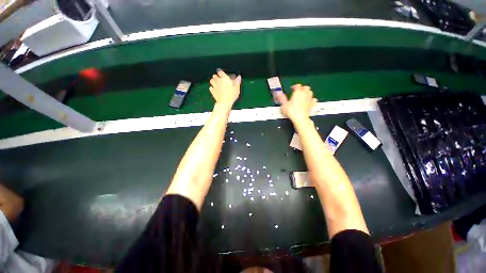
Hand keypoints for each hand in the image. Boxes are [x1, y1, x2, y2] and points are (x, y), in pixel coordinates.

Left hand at [209, 70, 240, 108]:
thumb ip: (237, 81)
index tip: (222, 74)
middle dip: (216, 76)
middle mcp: (218, 81)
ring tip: (216, 83)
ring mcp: (214, 86)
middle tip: (220, 79)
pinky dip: (212, 88)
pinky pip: (210, 87)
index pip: (220, 72)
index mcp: (224, 78)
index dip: (221, 72)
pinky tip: (215, 89)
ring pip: (211, 80)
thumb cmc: (231, 95)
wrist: (225, 102)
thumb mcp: (237, 88)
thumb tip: (239, 77)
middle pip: (214, 76)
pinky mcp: (212, 91)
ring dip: (213, 81)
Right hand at [276, 84, 316, 122]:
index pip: (297, 86)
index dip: (295, 86)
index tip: (292, 88)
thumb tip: (278, 94)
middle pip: (306, 87)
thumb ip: (282, 98)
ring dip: (307, 92)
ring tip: (303, 95)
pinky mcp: (312, 104)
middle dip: (302, 88)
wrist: (300, 118)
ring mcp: (309, 99)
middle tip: (298, 91)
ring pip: (310, 92)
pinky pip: (314, 100)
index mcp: (298, 92)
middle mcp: (305, 94)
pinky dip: (311, 99)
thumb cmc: (291, 111)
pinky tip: (309, 101)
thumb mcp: (284, 104)